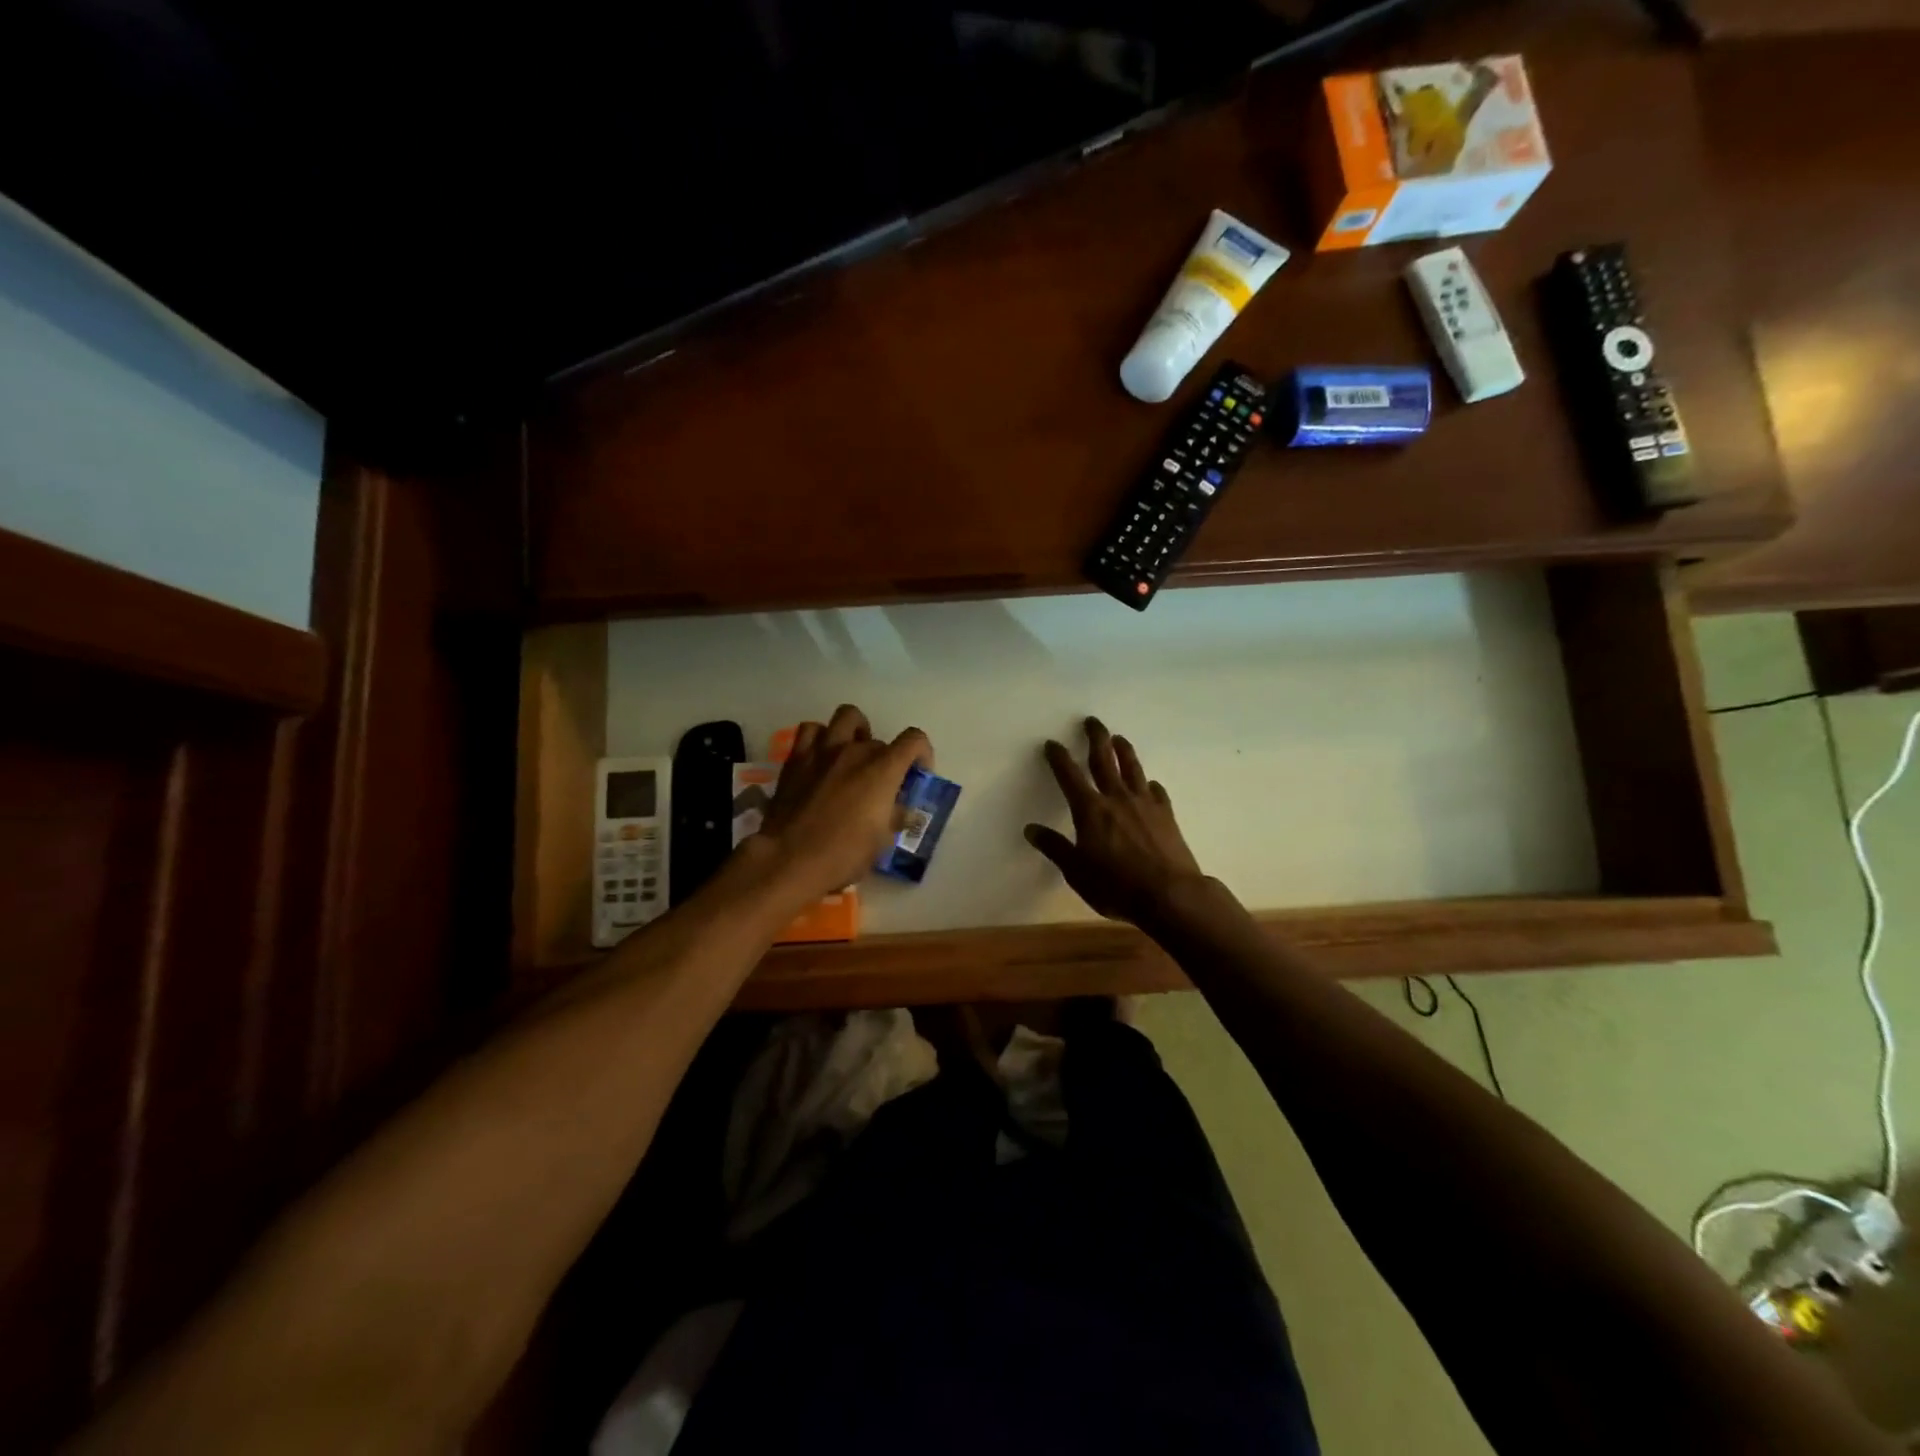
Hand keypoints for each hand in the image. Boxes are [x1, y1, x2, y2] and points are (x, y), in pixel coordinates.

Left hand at [753, 704, 930, 905]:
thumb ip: (895, 817)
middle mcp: (854, 750)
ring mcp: (822, 750)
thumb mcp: (882, 842)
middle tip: (880, 784)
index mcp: (882, 770)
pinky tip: (822, 758)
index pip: (914, 740)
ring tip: (853, 754)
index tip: (918, 774)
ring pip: (847, 717)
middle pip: (880, 741)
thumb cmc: (843, 855)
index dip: (922, 753)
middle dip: (886, 759)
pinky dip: (821, 737)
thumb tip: (900, 810)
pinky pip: (811, 730)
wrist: (789, 860)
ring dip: (856, 732)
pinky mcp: (796, 758)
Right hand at [1025, 716, 1205, 927]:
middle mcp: (1116, 798)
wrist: (1170, 894)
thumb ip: (1055, 848)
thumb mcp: (1076, 872)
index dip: (1059, 758)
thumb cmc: (1116, 886)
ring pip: (1132, 769)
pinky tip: (1150, 784)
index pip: (1069, 776)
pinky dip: (1150, 785)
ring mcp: (1145, 804)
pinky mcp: (1166, 815)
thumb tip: (1031, 829)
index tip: (1052, 743)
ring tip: (1119, 738)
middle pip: (1104, 760)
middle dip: (1095, 738)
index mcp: (1090, 810)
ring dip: (1124, 751)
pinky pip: (1156, 792)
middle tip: (1092, 721)